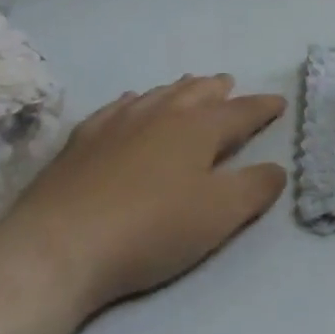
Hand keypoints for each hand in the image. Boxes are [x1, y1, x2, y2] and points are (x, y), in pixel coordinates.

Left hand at [0, 75, 286, 319]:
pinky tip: (131, 105)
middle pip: (198, 92)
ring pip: (159, 94)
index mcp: (200, 128)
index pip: (241, 111)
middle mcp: (163, 114)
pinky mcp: (81, 141)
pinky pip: (117, 107)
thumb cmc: (150, 229)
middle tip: (229, 85)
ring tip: (189, 87)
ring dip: (180, 90)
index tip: (278, 103)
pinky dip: (134, 102)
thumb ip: (255, 188)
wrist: (55, 248)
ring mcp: (118, 123)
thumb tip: (277, 168)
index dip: (263, 107)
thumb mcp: (219, 215)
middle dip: (219, 89)